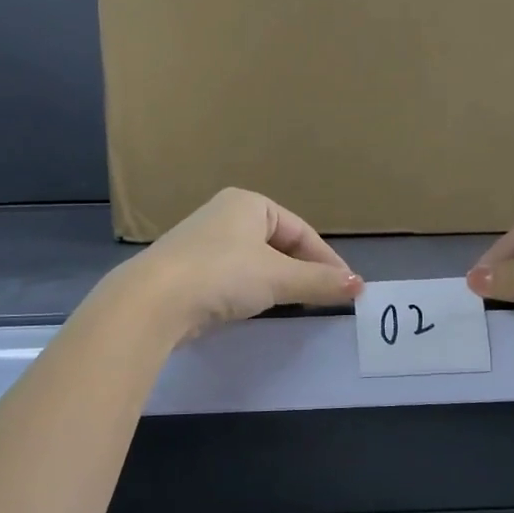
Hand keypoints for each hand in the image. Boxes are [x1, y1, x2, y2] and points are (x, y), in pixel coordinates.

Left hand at [127, 188, 361, 339]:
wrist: (154, 302)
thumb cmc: (223, 275)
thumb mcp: (279, 278)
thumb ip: (320, 281)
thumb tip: (359, 285)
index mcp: (248, 203)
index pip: (301, 230)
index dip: (327, 259)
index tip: (348, 287)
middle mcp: (225, 215)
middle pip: (279, 244)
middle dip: (303, 270)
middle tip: (325, 297)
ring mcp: (203, 243)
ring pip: (255, 262)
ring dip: (278, 282)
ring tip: (297, 305)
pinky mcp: (188, 271)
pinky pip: (233, 277)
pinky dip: (251, 291)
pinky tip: (257, 309)